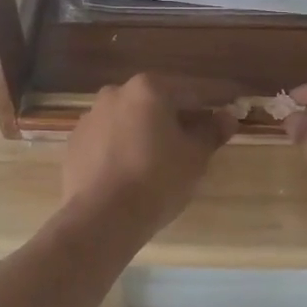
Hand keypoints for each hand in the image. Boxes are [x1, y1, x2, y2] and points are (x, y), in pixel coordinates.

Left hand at [62, 75, 234, 235]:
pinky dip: (124, 146)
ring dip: (148, 131)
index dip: (215, 100)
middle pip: (158, 101)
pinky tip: (132, 170)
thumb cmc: (156, 180)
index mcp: (149, 88)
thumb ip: (212, 131)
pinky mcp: (75, 142)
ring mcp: (91, 116)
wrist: (100, 218)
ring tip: (162, 159)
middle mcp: (116, 92)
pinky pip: (109, 138)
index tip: (231, 106)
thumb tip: (228, 116)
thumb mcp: (195, 157)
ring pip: (131, 119)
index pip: (192, 90)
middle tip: (196, 139)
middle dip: (178, 116)